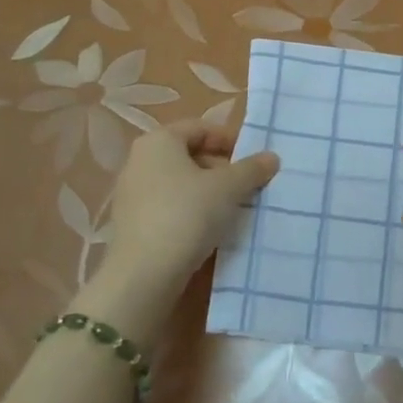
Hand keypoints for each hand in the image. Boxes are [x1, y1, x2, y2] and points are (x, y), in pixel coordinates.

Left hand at [90, 122, 278, 326]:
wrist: (144, 274)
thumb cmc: (187, 214)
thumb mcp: (229, 188)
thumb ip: (252, 169)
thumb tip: (271, 157)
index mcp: (159, 141)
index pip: (200, 128)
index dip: (230, 140)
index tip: (252, 160)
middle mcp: (139, 160)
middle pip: (188, 154)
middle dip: (220, 167)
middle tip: (245, 186)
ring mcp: (131, 193)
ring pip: (179, 182)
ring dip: (207, 191)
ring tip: (232, 209)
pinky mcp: (131, 222)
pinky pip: (167, 205)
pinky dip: (189, 210)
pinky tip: (208, 229)